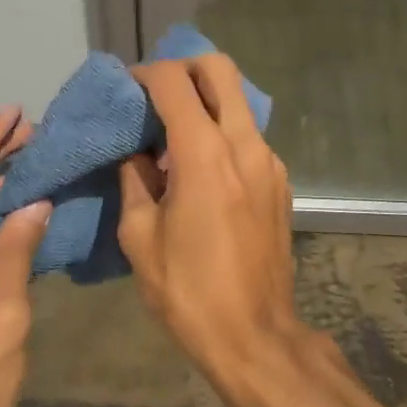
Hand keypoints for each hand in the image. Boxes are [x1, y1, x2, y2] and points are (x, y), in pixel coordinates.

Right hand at [117, 55, 306, 391]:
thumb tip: (134, 152)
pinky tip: (199, 171)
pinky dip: (221, 133)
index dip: (145, 74)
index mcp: (205, 154)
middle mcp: (244, 144)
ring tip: (172, 139)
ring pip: (237, 102)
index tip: (126, 90)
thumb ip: (133, 179)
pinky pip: (248, 136)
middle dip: (184, 68)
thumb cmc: (188, 290)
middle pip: (220, 70)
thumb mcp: (139, 236)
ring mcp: (270, 161)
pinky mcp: (280, 182)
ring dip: (204, 103)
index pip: (175, 81)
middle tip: (155, 96)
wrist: (255, 337)